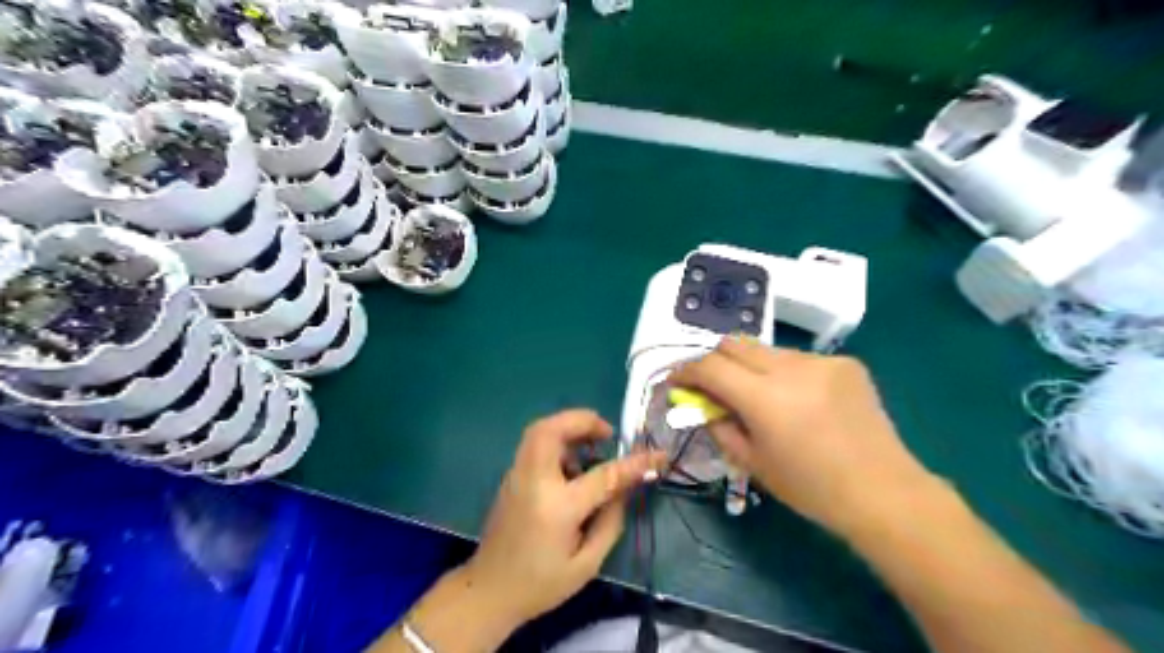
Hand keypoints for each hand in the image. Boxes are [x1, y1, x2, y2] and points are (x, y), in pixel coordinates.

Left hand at [461, 408, 662, 627]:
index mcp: (558, 506)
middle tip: (607, 433)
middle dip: (582, 420)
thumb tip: (625, 488)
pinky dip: (556, 440)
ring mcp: (517, 475)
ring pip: (539, 430)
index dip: (635, 462)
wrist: (488, 592)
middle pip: (552, 429)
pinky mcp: (510, 477)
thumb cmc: (540, 584)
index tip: (658, 455)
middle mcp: (534, 481)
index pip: (604, 474)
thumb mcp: (586, 564)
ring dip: (568, 427)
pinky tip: (570, 464)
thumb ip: (610, 522)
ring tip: (591, 446)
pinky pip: (534, 444)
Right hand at [669, 335, 933, 537]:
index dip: (686, 371)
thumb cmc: (811, 487)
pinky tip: (799, 400)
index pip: (711, 367)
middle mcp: (791, 368)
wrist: (883, 492)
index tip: (676, 382)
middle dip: (714, 361)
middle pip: (734, 344)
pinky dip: (785, 373)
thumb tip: (703, 405)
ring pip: (766, 350)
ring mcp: (821, 362)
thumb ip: (720, 427)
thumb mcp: (753, 463)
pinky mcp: (845, 363)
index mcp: (766, 399)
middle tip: (712, 385)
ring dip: (750, 367)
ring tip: (760, 396)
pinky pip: (799, 359)